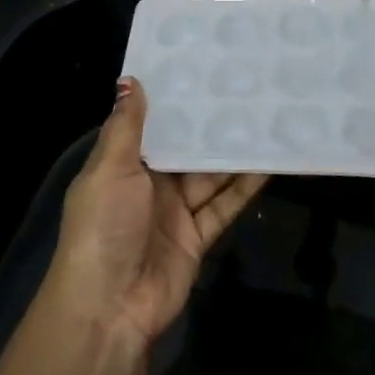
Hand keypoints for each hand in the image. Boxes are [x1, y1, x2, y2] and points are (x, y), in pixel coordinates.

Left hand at [44, 77, 268, 348]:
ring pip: (210, 175)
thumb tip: (130, 79)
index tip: (202, 67)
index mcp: (122, 164)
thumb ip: (126, 126)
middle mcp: (149, 184)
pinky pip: (224, 204)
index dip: (173, 100)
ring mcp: (175, 211)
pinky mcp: (198, 236)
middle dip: (210, 124)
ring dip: (233, 153)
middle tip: (245, 88)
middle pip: (185, 149)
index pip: (151, 124)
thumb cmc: (104, 226)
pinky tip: (270, 163)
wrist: (110, 306)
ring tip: (265, 118)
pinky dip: (245, 187)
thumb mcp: (109, 169)